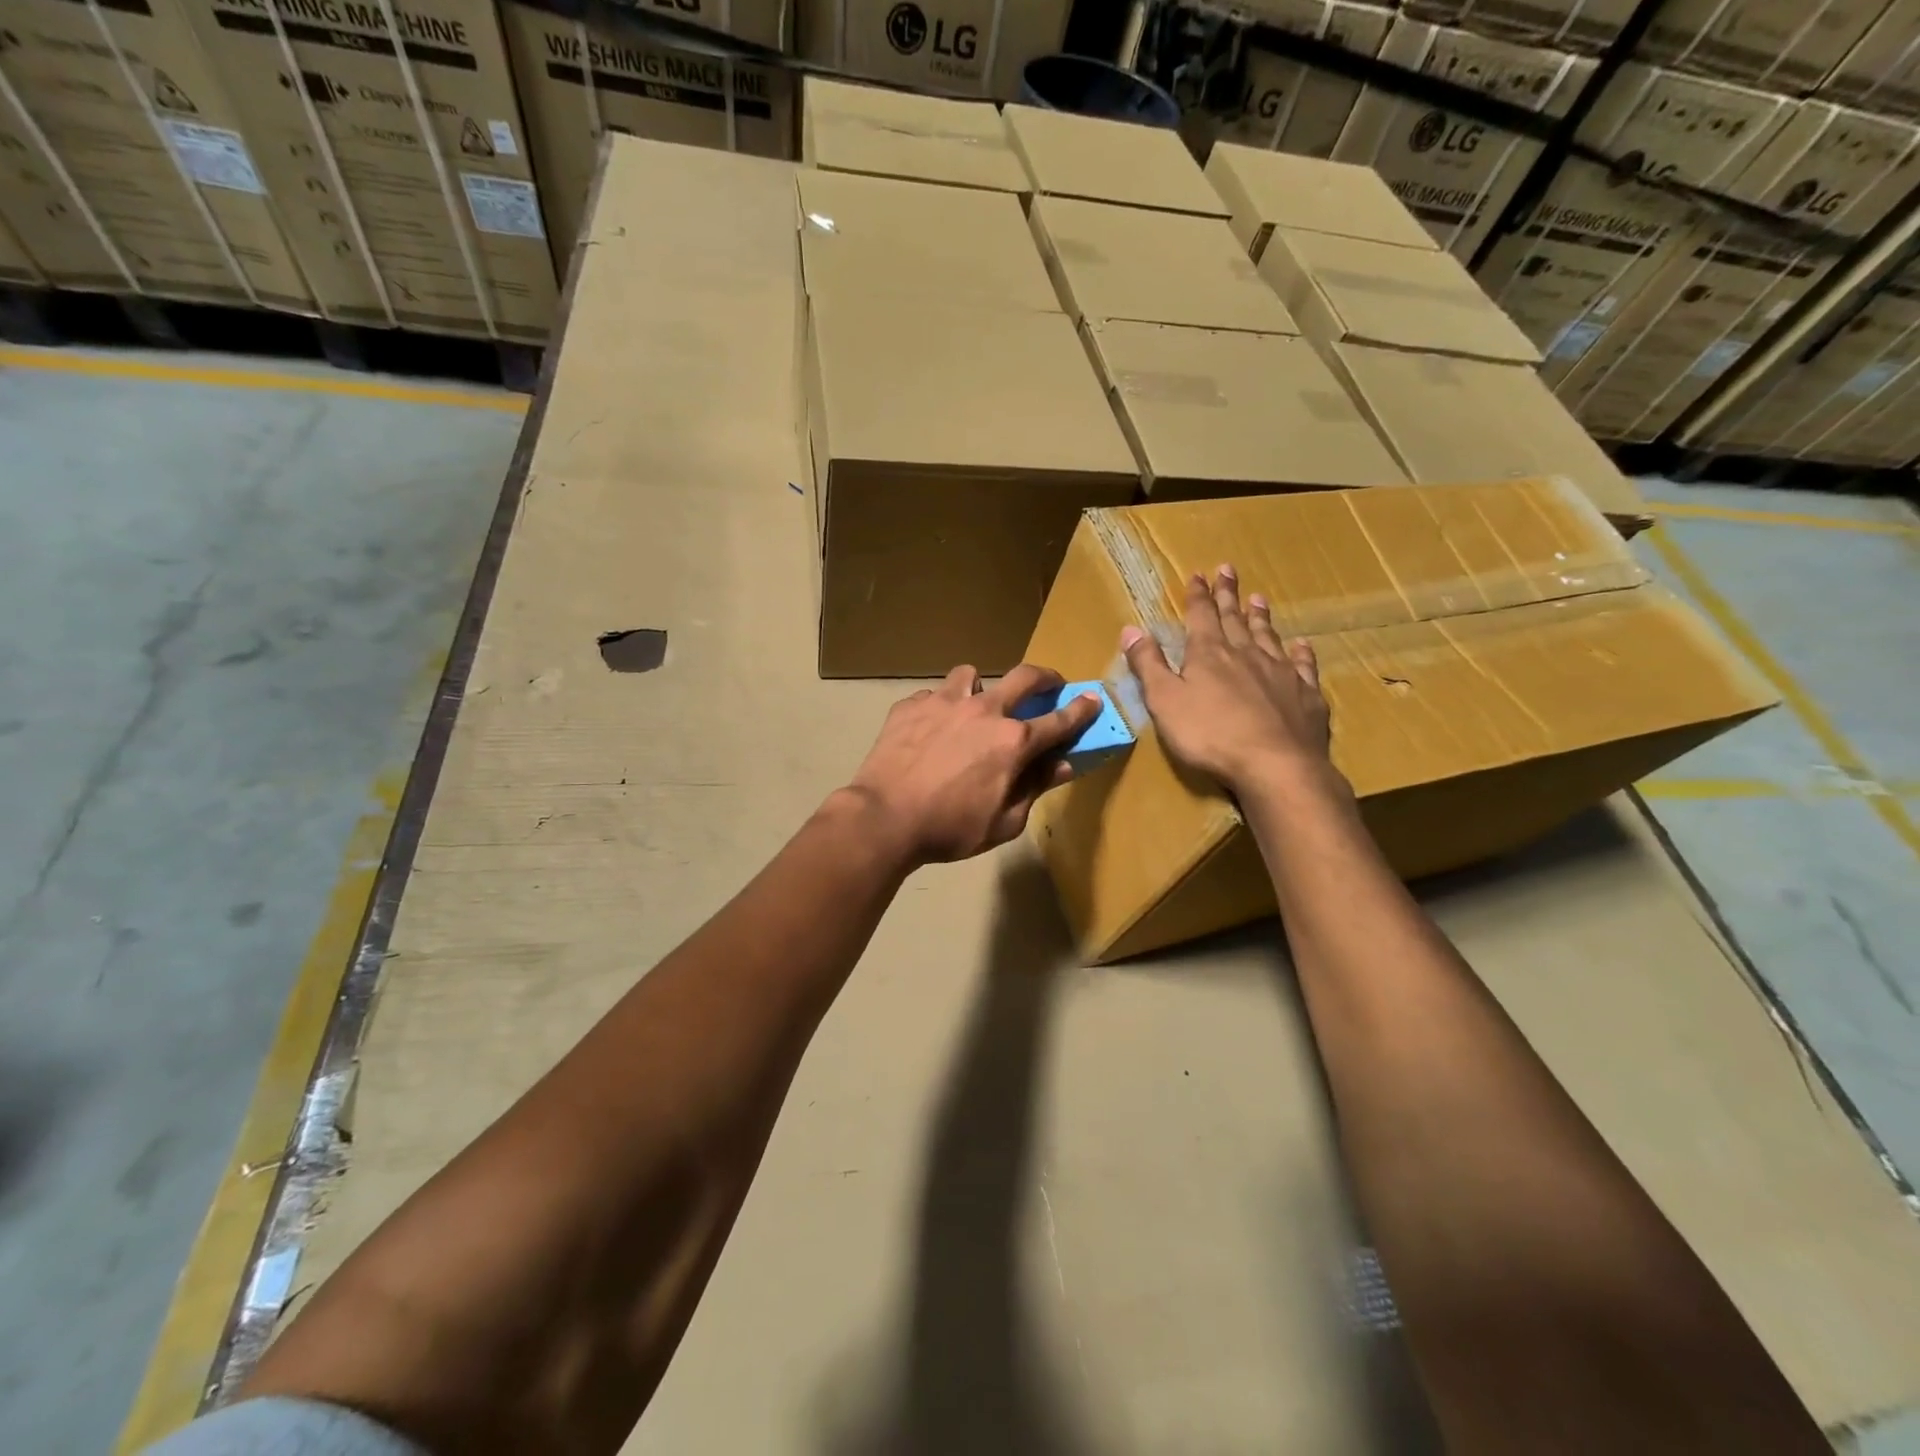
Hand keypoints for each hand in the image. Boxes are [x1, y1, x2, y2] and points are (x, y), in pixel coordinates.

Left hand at [842, 664, 1100, 865]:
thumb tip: (1062, 765)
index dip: (1081, 710)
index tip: (1093, 699)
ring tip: (974, 706)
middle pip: (1024, 678)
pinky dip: (939, 707)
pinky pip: (933, 695)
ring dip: (981, 687)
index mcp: (1013, 741)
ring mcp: (944, 702)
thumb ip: (1035, 788)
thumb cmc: (950, 829)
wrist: (884, 818)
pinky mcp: (911, 705)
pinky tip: (930, 728)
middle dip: (1045, 677)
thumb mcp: (1004, 822)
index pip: (1059, 720)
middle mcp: (984, 710)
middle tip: (1048, 685)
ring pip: (972, 675)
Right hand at [1121, 565, 1336, 793]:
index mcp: (1209, 655)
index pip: (1201, 616)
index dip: (1198, 595)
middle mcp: (1246, 654)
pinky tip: (1301, 644)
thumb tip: (1131, 629)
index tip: (1198, 574)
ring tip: (1258, 598)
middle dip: (1228, 595)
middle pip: (1235, 619)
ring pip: (1268, 636)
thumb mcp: (1164, 701)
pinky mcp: (1305, 695)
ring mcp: (1280, 673)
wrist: (1276, 765)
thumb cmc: (1210, 735)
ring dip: (1260, 617)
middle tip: (1228, 570)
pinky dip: (1301, 652)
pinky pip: (1303, 665)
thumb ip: (1148, 665)